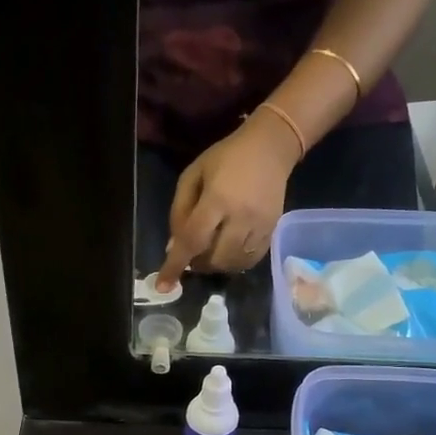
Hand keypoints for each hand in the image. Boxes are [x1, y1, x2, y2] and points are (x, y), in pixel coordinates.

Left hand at [157, 112, 300, 287]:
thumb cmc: (225, 158)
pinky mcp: (272, 232)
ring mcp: (260, 227)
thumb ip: (180, 211)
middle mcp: (241, 217)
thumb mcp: (193, 175)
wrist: (270, 148)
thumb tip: (173, 248)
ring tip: (209, 251)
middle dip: (197, 263)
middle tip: (191, 254)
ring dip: (215, 265)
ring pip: (232, 264)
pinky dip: (234, 263)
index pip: (192, 240)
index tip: (163, 286)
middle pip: (214, 258)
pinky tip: (227, 250)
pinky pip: (250, 261)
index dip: (175, 265)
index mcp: (218, 199)